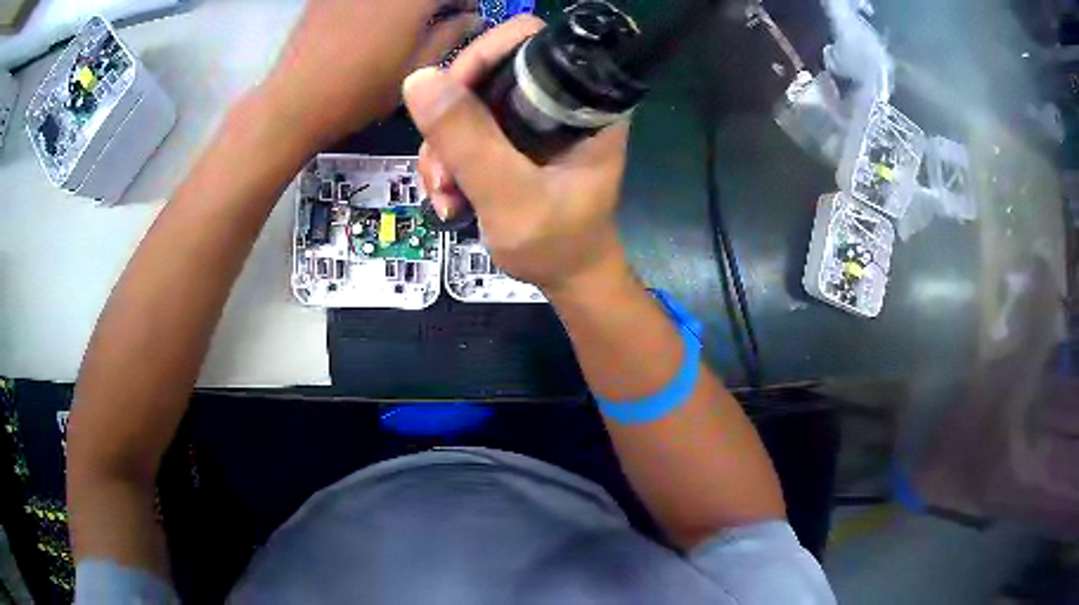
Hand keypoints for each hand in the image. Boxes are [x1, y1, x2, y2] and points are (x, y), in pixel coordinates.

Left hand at [262, 0, 480, 147]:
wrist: (296, 101)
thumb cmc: (362, 89)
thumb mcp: (417, 67)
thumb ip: (451, 34)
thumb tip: (471, 18)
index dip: (465, 2)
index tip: (463, 18)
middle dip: (434, 3)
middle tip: (433, 20)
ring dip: (403, 6)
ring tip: (399, 23)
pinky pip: (361, 0)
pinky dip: (374, 6)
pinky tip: (366, 22)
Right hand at [403, 16, 631, 293]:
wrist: (566, 278)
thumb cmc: (556, 245)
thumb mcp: (510, 197)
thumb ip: (468, 140)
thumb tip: (418, 79)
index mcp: (581, 103)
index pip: (529, 41)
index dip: (482, 58)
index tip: (448, 102)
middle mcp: (557, 101)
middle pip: (487, 72)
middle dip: (450, 118)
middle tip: (442, 168)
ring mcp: (531, 120)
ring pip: (467, 104)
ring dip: (443, 149)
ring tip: (445, 196)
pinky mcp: (512, 139)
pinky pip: (464, 130)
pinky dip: (448, 161)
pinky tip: (449, 198)